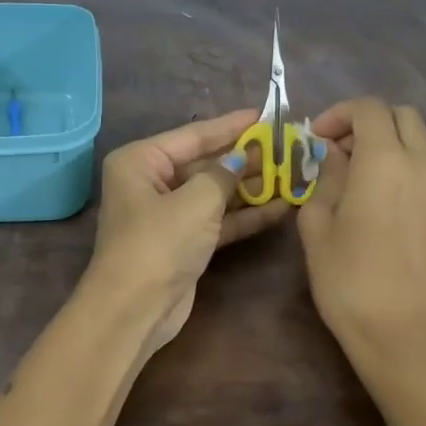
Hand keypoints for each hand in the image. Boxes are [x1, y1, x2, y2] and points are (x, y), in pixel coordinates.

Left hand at [84, 109, 290, 358]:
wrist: (134, 310)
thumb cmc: (158, 243)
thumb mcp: (195, 201)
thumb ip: (224, 174)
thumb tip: (243, 157)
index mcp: (140, 161)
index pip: (193, 135)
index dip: (230, 126)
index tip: (264, 115)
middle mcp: (150, 182)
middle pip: (205, 163)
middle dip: (244, 158)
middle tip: (286, 147)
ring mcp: (167, 214)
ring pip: (214, 193)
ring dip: (250, 187)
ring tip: (291, 174)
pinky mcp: (183, 242)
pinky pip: (217, 220)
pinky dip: (244, 215)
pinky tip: (280, 208)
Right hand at [298, 98, 425, 368]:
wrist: (406, 334)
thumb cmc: (349, 279)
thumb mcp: (318, 225)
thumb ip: (325, 178)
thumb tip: (334, 156)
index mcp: (386, 161)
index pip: (368, 109)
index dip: (339, 114)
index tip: (317, 139)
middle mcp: (424, 164)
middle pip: (402, 116)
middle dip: (368, 123)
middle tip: (339, 153)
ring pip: (421, 143)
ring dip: (390, 145)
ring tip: (360, 179)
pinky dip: (406, 169)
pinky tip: (384, 205)